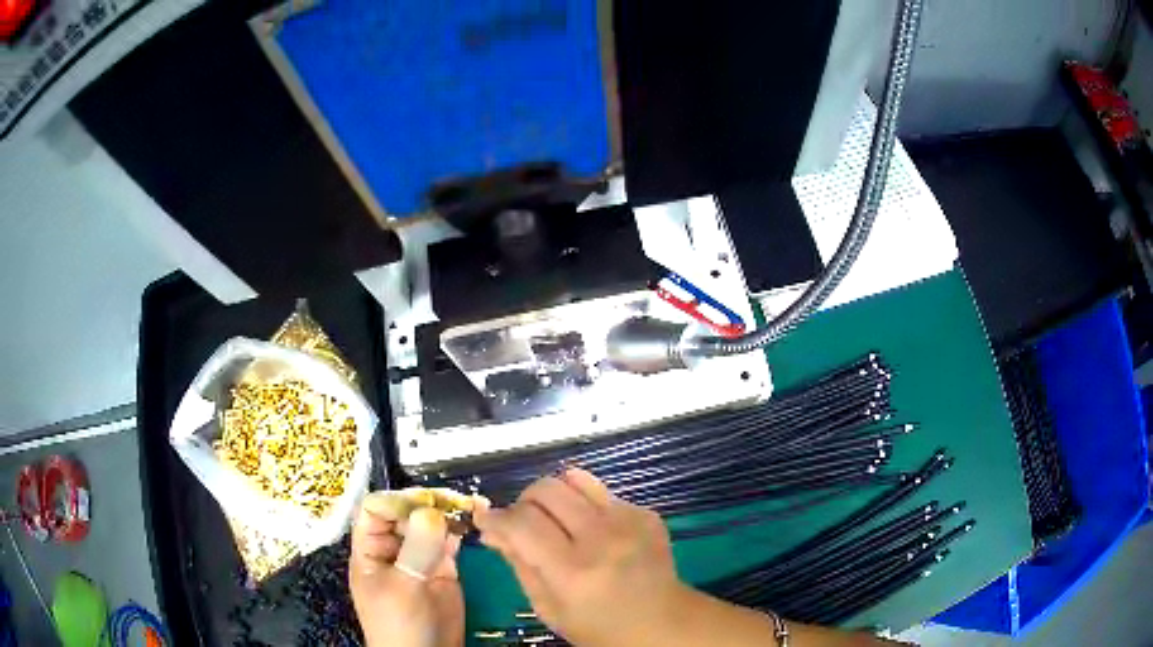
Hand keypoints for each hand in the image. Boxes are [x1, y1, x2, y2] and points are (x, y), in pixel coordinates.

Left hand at [349, 490, 464, 646]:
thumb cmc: (400, 624)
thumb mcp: (403, 587)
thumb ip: (416, 549)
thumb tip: (431, 511)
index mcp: (371, 549)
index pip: (377, 509)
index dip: (398, 501)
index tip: (427, 501)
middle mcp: (394, 548)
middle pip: (406, 512)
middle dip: (428, 502)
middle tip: (456, 499)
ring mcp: (420, 558)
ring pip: (430, 524)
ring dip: (448, 511)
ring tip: (472, 503)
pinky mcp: (444, 569)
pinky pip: (450, 542)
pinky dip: (461, 530)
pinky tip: (474, 521)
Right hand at [473, 469, 692, 645]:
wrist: (664, 624)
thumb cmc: (599, 628)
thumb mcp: (548, 609)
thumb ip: (519, 565)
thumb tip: (492, 530)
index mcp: (573, 571)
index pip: (522, 523)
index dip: (497, 517)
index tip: (487, 520)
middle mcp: (602, 538)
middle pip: (547, 489)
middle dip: (524, 502)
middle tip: (523, 523)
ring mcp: (629, 521)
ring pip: (575, 478)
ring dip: (554, 495)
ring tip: (554, 519)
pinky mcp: (646, 513)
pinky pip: (603, 493)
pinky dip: (586, 506)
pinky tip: (592, 532)